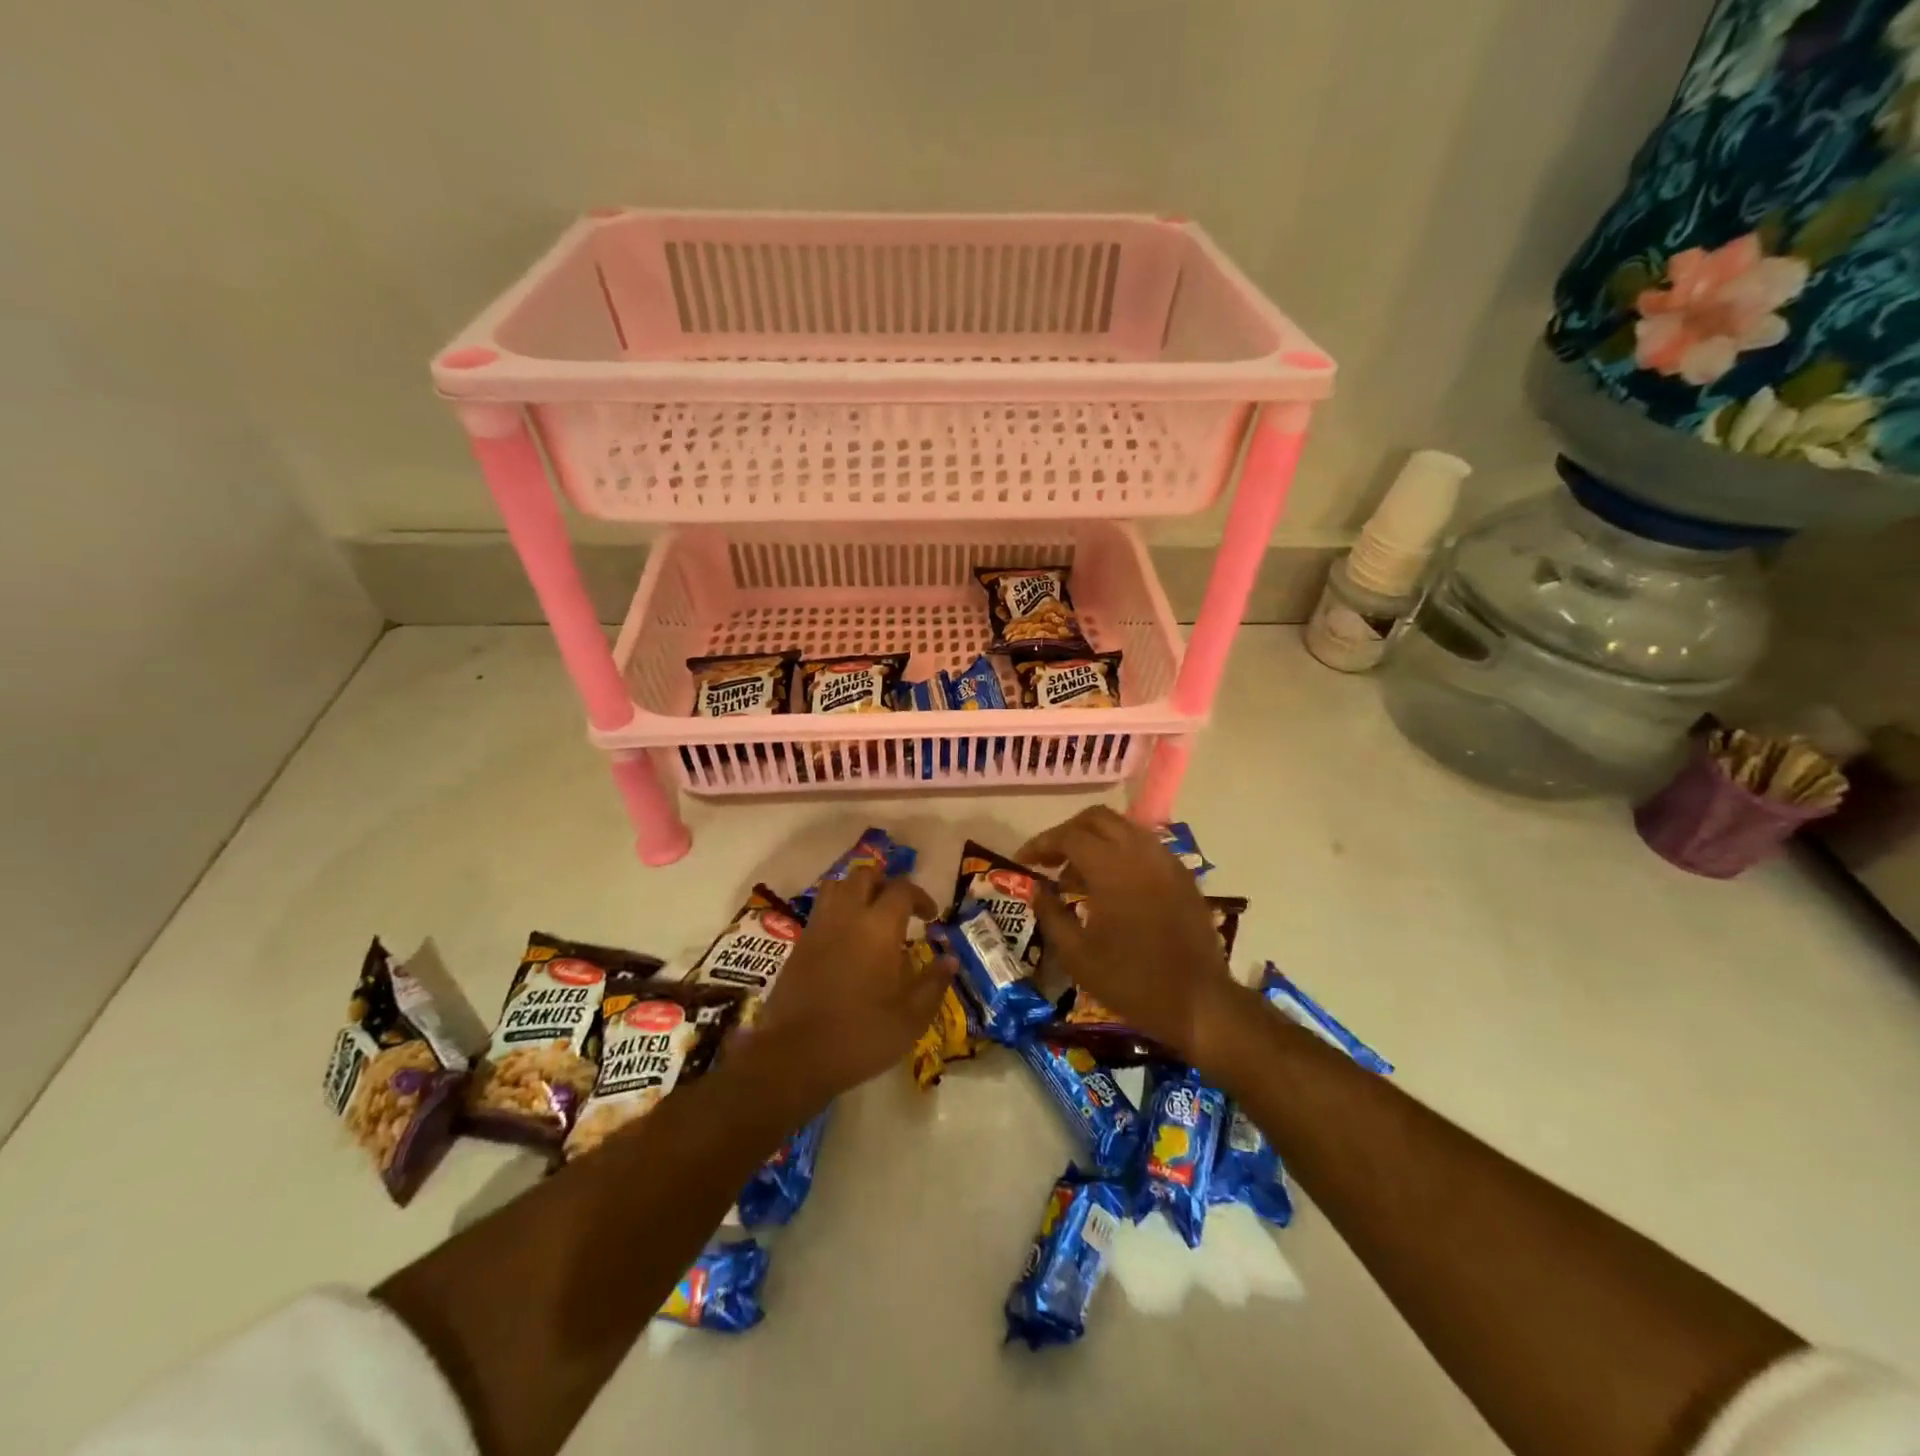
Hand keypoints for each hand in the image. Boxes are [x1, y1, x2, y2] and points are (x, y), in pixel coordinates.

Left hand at [747, 866, 954, 1109]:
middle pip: (865, 877)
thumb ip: (934, 983)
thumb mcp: (911, 1017)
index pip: (902, 890)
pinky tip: (846, 940)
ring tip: (869, 915)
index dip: (920, 897)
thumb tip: (951, 959)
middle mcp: (847, 916)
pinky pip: (820, 910)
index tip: (931, 917)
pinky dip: (837, 912)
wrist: (794, 1056)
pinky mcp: (798, 945)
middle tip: (900, 909)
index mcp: (879, 927)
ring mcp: (818, 928)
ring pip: (837, 886)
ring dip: (856, 891)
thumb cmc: (861, 1035)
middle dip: (886, 884)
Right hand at [1020, 807, 1238, 1067]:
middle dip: (1068, 832)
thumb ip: (1051, 914)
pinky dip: (1120, 853)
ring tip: (1077, 876)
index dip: (1041, 843)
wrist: (1198, 1002)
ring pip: (1124, 828)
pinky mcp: (1182, 875)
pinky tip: (1111, 886)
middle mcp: (1140, 852)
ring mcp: (1166, 860)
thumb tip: (1037, 890)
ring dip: (1095, 840)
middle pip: (1097, 818)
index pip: (1068, 836)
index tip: (1023, 860)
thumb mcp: (1077, 955)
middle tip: (1050, 860)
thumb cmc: (1131, 980)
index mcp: (1111, 867)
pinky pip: (1144, 847)